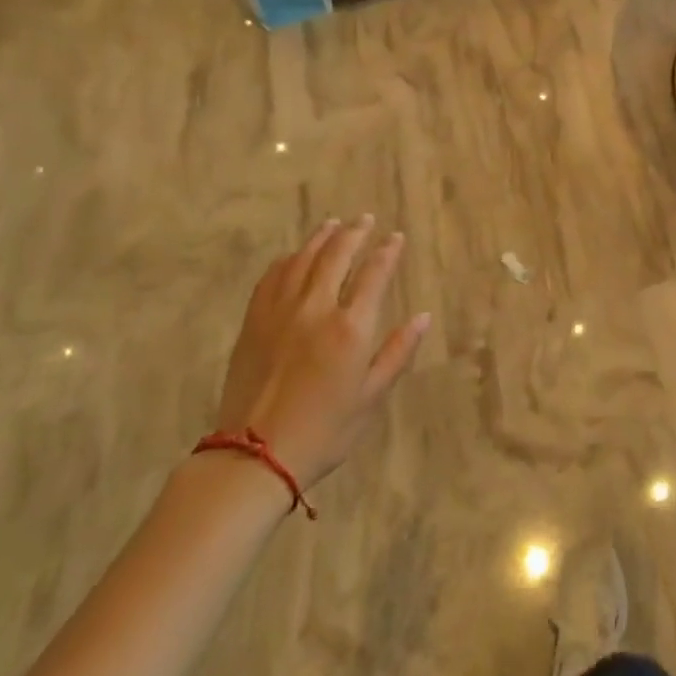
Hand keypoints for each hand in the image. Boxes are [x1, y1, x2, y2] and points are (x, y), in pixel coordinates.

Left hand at [215, 216, 429, 487]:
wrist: (254, 455)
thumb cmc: (324, 431)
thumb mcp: (371, 397)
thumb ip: (397, 352)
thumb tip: (423, 317)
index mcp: (350, 328)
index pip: (374, 274)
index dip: (387, 252)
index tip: (396, 237)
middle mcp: (315, 309)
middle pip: (336, 256)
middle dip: (354, 233)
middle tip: (364, 219)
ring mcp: (279, 312)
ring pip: (302, 260)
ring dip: (320, 238)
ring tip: (332, 224)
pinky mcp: (253, 322)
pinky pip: (271, 277)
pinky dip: (287, 260)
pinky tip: (294, 256)